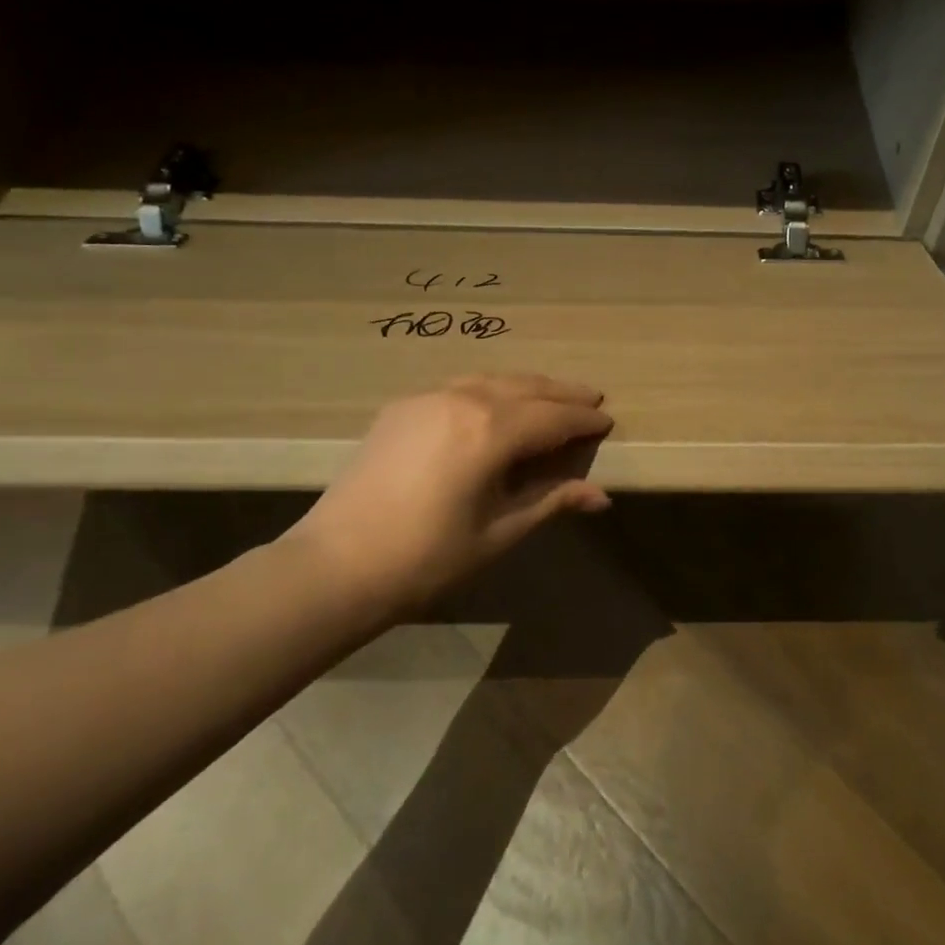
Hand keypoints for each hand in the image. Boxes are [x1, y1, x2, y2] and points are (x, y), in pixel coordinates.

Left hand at [280, 374, 612, 616]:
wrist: (336, 565)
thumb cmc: (428, 558)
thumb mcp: (500, 532)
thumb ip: (551, 500)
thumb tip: (601, 496)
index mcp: (491, 431)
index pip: (553, 417)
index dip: (583, 421)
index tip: (607, 422)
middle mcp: (463, 400)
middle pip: (527, 388)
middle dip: (563, 394)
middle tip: (592, 399)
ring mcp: (427, 398)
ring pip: (493, 380)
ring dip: (528, 386)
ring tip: (552, 397)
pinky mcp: (401, 407)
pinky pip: (461, 387)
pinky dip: (491, 389)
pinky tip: (498, 403)